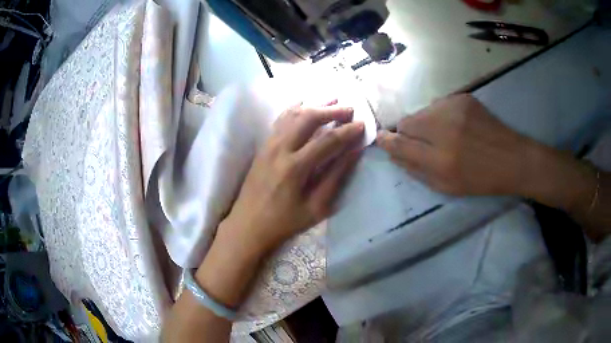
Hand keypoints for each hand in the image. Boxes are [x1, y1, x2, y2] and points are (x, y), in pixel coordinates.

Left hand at [221, 104, 363, 254]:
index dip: (347, 131)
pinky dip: (294, 109)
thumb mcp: (316, 207)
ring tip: (332, 100)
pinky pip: (280, 120)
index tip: (362, 124)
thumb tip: (354, 152)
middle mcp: (280, 149)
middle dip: (331, 110)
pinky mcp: (263, 146)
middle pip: (308, 118)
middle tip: (349, 108)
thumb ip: (335, 177)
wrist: (248, 225)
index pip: (328, 141)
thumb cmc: (284, 222)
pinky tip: (304, 104)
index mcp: (295, 168)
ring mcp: (268, 145)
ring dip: (314, 105)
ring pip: (292, 114)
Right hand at [377, 94, 533, 195]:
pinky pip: (439, 105)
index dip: (387, 141)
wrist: (512, 159)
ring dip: (425, 123)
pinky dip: (441, 115)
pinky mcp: (463, 98)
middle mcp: (444, 129)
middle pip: (407, 122)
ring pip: (422, 112)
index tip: (382, 139)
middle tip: (423, 142)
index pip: (399, 144)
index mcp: (440, 160)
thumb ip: (417, 170)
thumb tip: (393, 153)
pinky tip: (457, 125)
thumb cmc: (481, 180)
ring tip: (445, 135)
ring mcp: (454, 109)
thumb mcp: (447, 187)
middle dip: (408, 132)